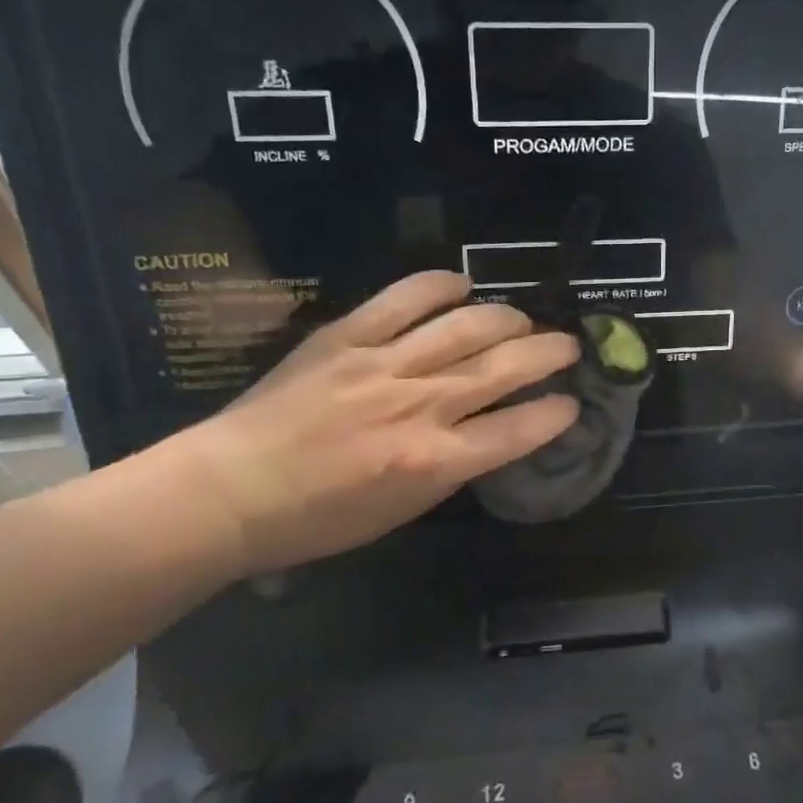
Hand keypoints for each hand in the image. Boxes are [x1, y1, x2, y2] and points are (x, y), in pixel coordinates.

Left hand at [171, 271, 578, 576]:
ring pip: (465, 327)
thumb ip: (449, 467)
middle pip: (503, 369)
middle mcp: (418, 407)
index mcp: (432, 462)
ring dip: (506, 318)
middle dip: (548, 354)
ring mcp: (382, 365)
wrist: (231, 491)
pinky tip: (462, 284)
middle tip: (568, 346)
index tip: (571, 403)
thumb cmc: (317, 518)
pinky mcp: (346, 337)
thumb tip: (485, 432)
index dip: (554, 413)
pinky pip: (403, 300)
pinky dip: (439, 286)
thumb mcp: (400, 511)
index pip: (516, 430)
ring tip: (524, 319)